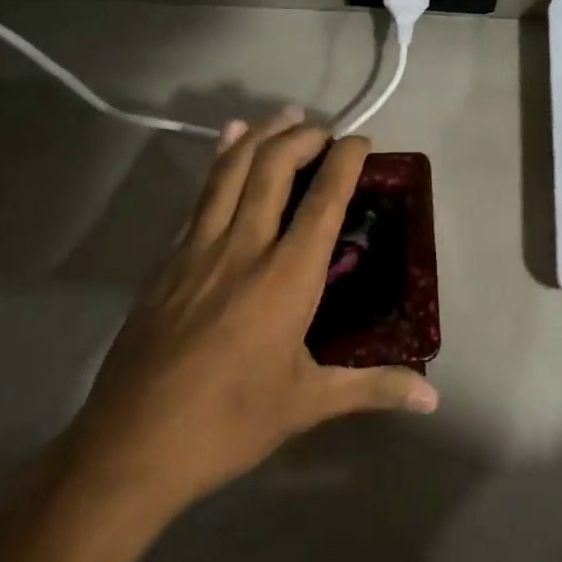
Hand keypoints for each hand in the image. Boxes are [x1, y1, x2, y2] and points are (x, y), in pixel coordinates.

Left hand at [62, 109, 437, 518]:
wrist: (130, 446)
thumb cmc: (229, 423)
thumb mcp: (308, 405)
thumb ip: (373, 387)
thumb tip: (431, 396)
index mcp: (286, 277)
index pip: (324, 200)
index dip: (345, 161)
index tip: (362, 141)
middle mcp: (244, 248)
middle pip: (273, 168)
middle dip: (302, 137)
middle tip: (323, 129)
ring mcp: (199, 248)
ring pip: (231, 171)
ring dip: (260, 135)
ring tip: (283, 114)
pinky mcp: (168, 260)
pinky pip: (200, 195)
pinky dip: (218, 161)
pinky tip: (226, 144)